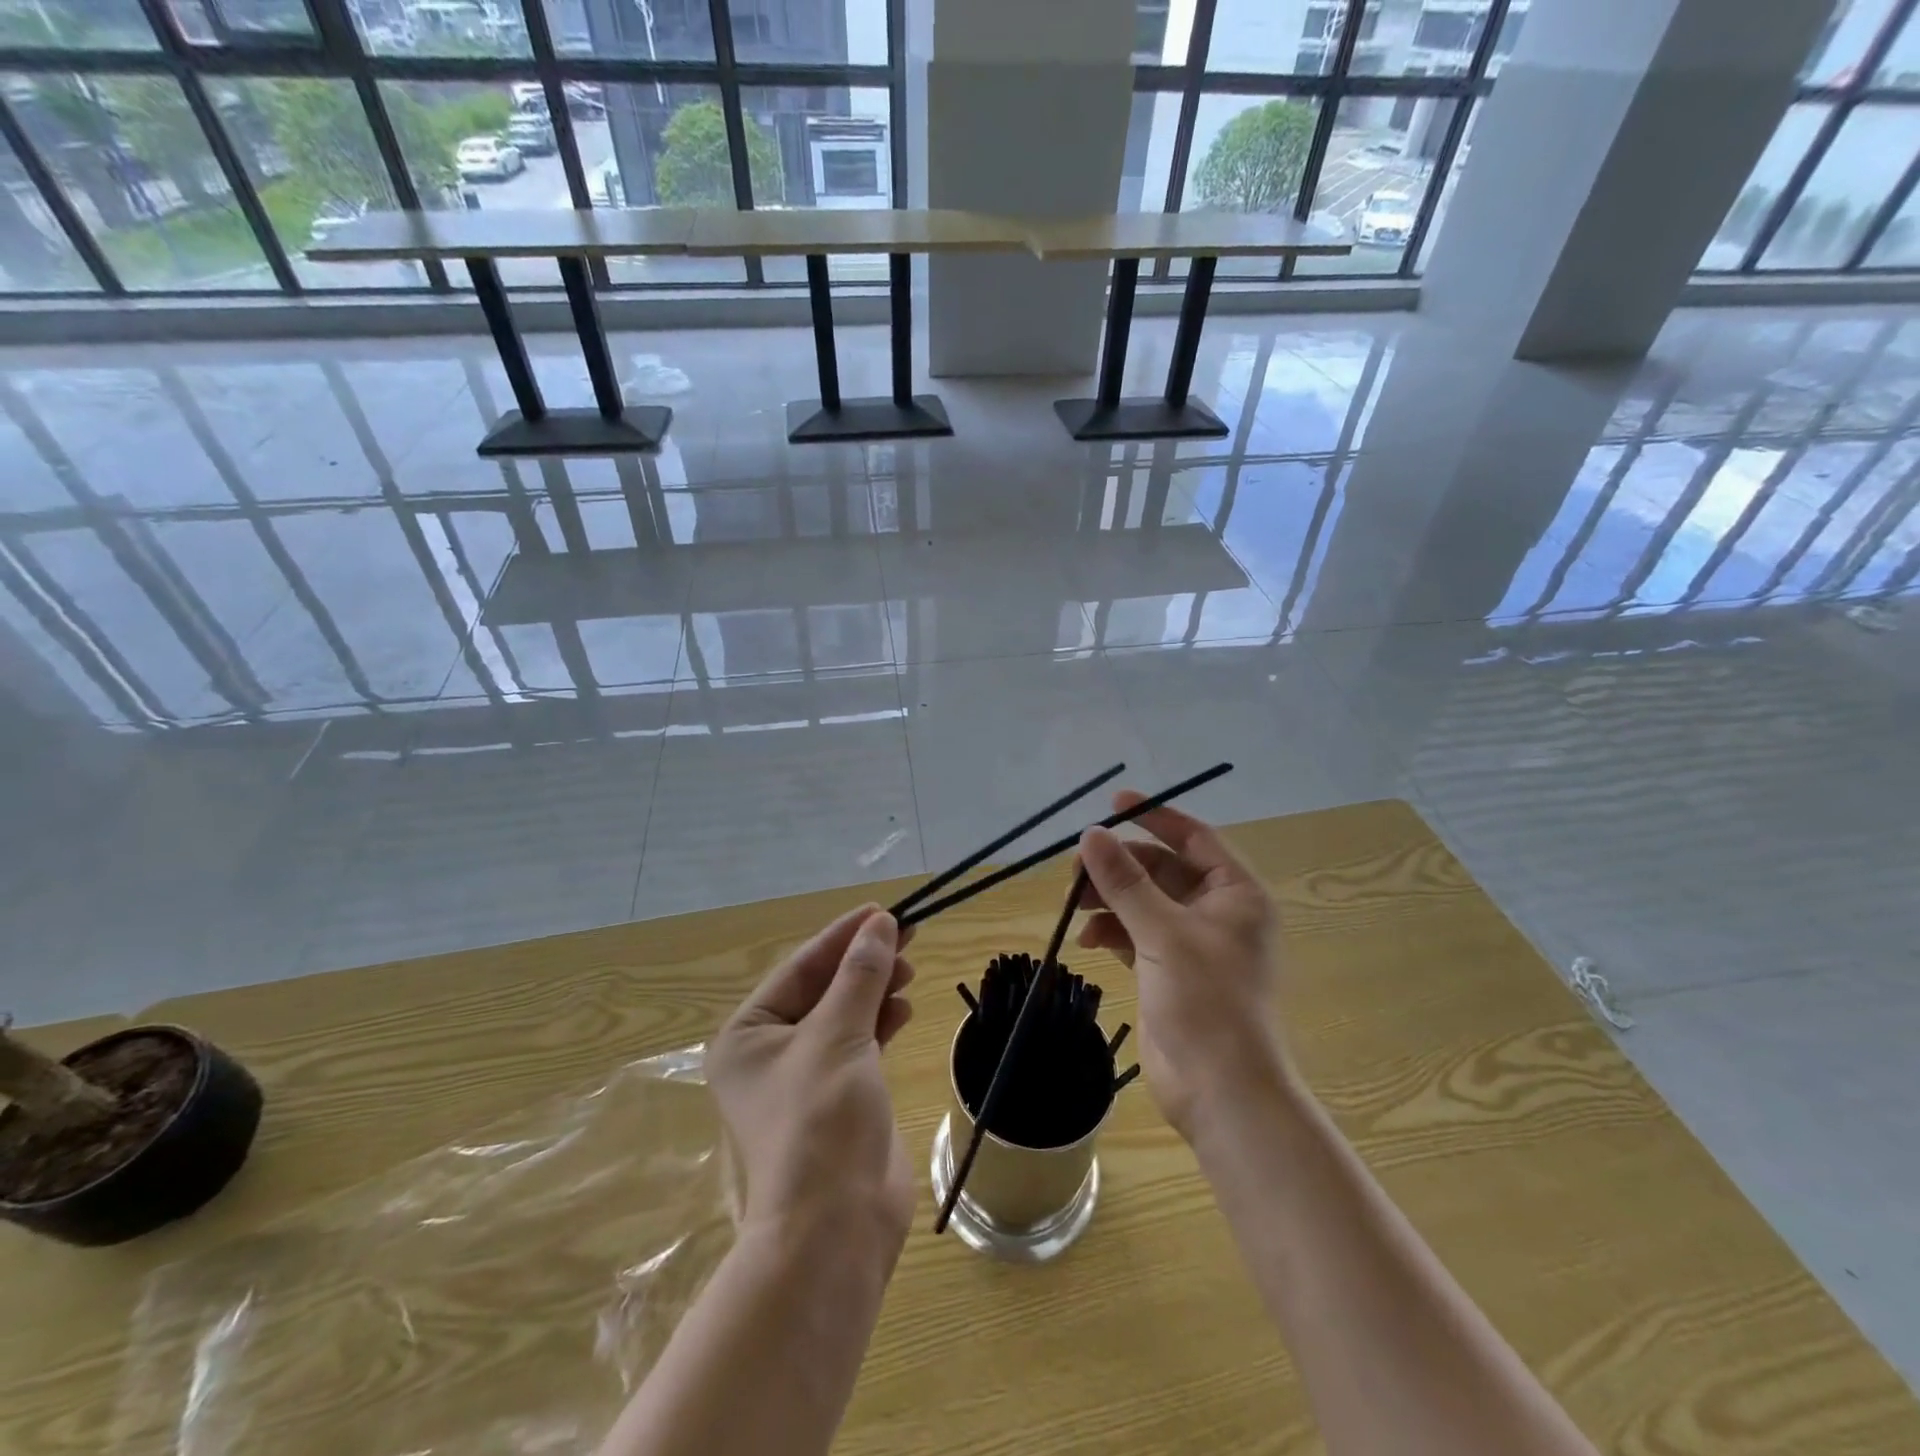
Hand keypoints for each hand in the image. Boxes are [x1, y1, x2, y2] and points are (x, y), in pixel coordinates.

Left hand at [707, 905, 916, 1248]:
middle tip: (908, 935)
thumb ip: (861, 974)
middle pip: (822, 988)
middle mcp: (769, 1052)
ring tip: (910, 970)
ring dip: (875, 989)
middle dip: (864, 962)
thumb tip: (882, 922)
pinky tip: (904, 1009)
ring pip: (843, 1014)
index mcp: (748, 1034)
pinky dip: (881, 1022)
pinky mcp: (837, 1097)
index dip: (843, 936)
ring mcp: (804, 1077)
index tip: (884, 910)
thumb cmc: (822, 1120)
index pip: (800, 967)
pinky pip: (859, 1043)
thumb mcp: (839, 1034)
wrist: (836, 1226)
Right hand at [1075, 793, 1284, 1138]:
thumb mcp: (1163, 932)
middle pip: (1161, 869)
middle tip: (1075, 867)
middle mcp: (1216, 912)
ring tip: (1073, 903)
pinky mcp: (1168, 971)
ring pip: (1143, 902)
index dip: (1154, 817)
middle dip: (1119, 866)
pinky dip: (1110, 931)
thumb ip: (1125, 881)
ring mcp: (1191, 943)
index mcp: (1235, 894)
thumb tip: (1090, 835)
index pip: (1193, 837)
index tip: (1113, 803)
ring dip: (1109, 899)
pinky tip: (1086, 939)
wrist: (1220, 1090)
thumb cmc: (1207, 1001)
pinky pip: (1134, 934)